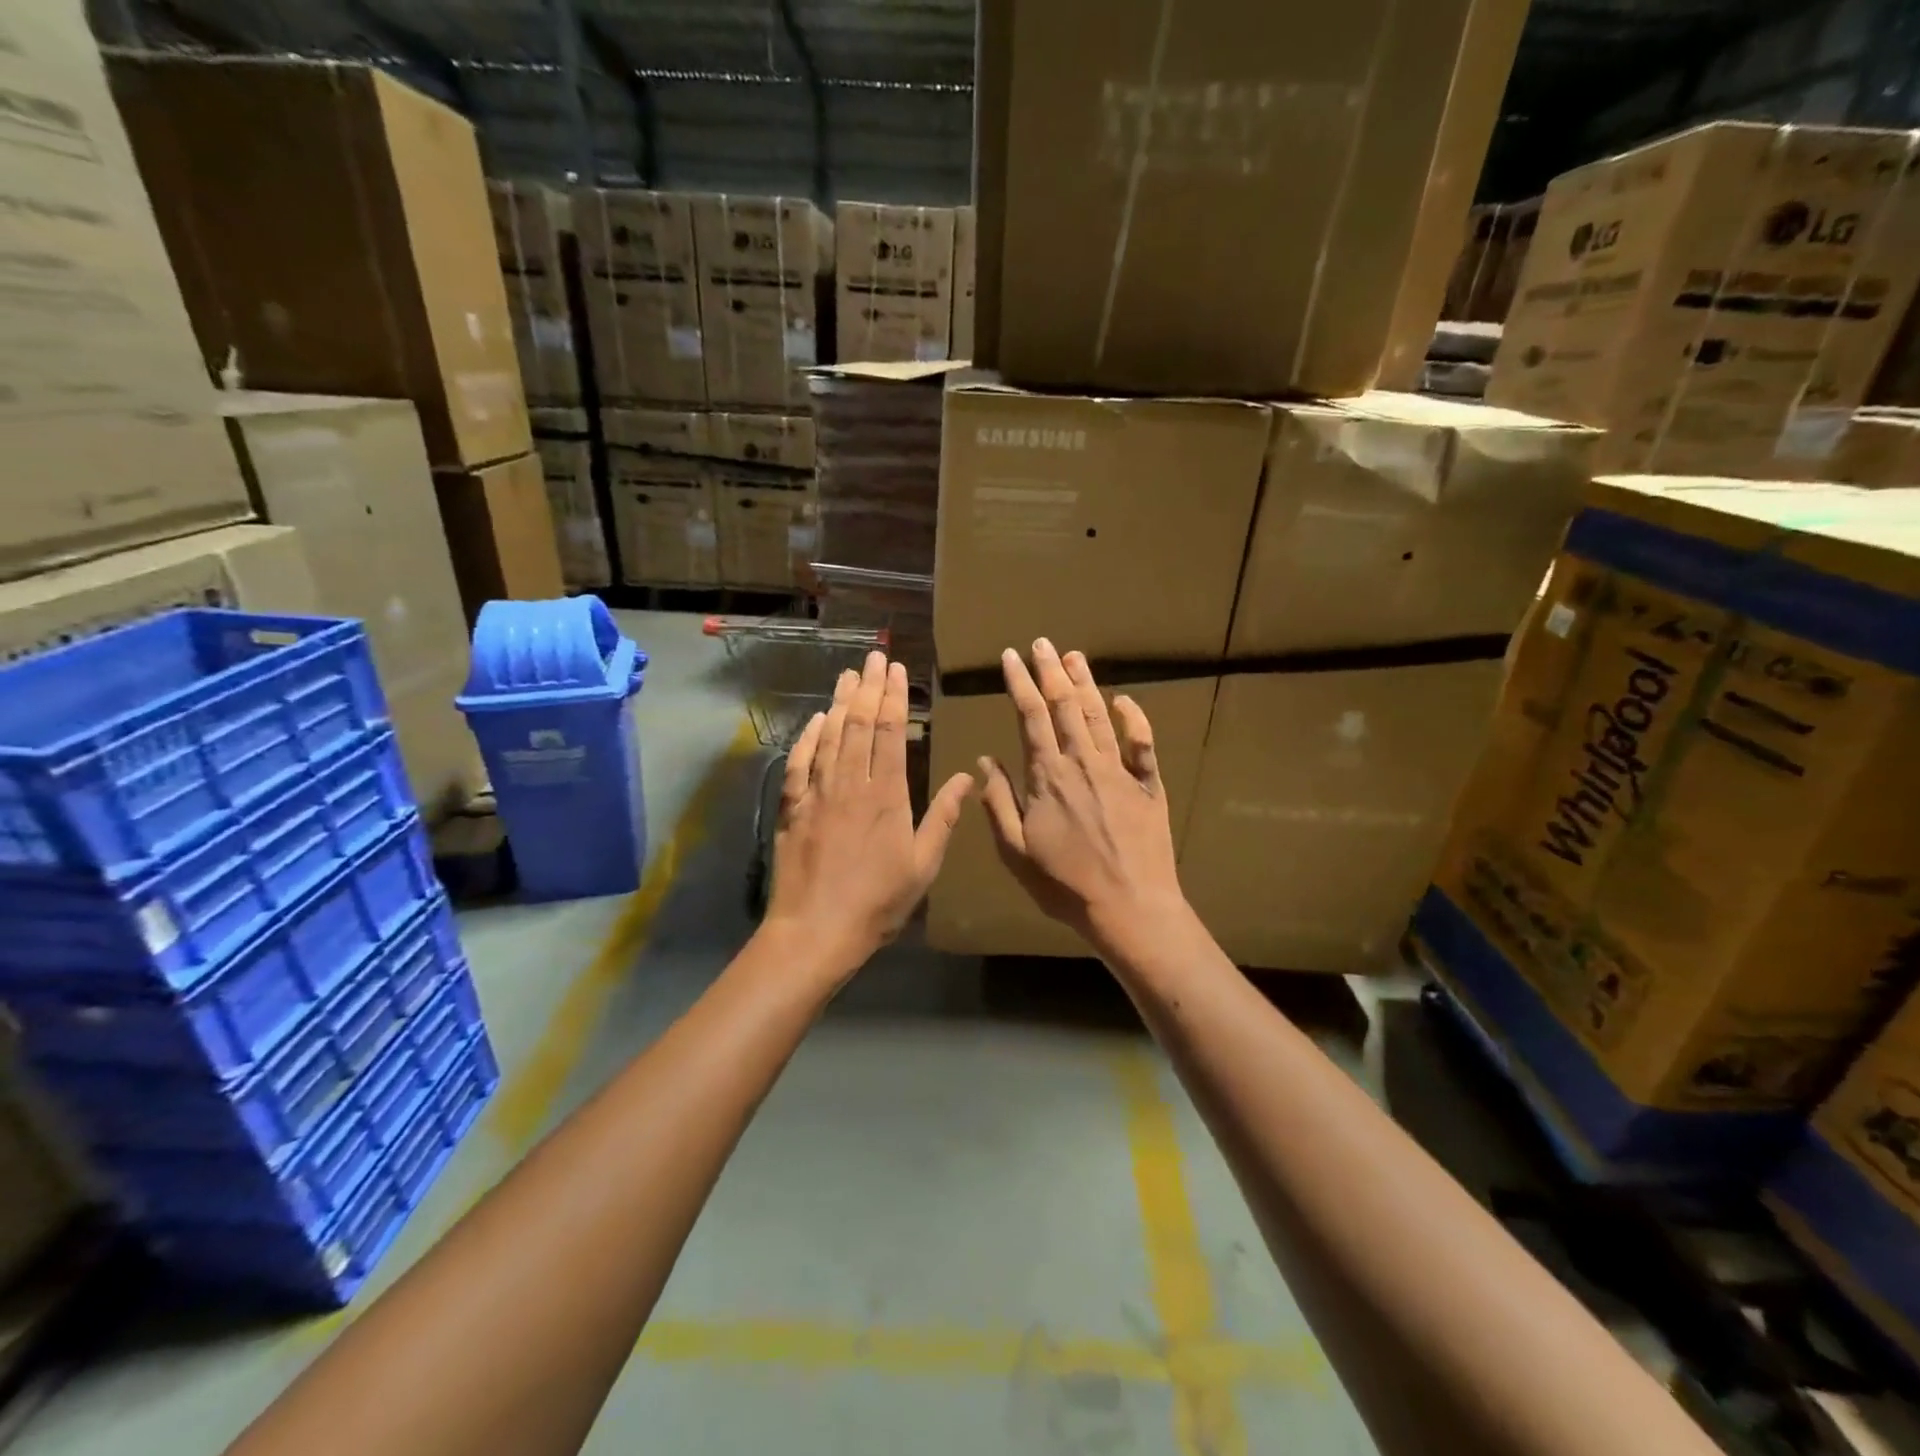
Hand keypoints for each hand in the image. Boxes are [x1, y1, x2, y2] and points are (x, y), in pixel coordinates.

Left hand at [765, 651, 972, 976]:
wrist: (815, 931)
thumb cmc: (877, 902)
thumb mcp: (923, 865)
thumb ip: (943, 818)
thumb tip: (967, 776)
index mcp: (887, 796)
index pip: (891, 733)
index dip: (893, 697)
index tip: (896, 669)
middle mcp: (851, 784)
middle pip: (860, 725)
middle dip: (869, 687)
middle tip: (874, 657)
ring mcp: (818, 793)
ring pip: (830, 736)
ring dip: (840, 702)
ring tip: (848, 674)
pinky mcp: (794, 808)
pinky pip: (800, 763)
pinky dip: (808, 737)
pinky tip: (816, 719)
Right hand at [977, 639, 1187, 949]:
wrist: (1130, 907)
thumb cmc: (1065, 885)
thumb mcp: (1016, 851)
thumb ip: (998, 803)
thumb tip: (985, 761)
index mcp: (1048, 776)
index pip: (1030, 717)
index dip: (1019, 683)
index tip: (1010, 657)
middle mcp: (1084, 763)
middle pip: (1065, 706)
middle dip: (1050, 671)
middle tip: (1041, 643)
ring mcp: (1120, 771)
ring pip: (1100, 716)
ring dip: (1086, 684)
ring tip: (1074, 656)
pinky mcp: (1149, 786)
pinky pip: (1143, 744)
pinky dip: (1135, 719)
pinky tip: (1125, 699)